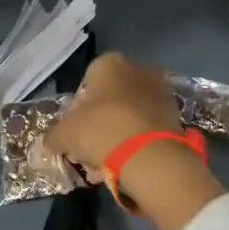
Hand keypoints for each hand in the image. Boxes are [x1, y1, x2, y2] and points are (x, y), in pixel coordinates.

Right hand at [44, 52, 181, 177]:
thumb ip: (54, 135)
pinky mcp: (176, 115)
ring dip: (116, 136)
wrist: (149, 155)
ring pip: (129, 115)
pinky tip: (125, 165)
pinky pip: (147, 128)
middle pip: (110, 99)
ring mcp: (161, 92)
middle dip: (98, 123)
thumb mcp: (65, 134)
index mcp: (109, 64)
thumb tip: (51, 141)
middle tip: (88, 149)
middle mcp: (138, 69)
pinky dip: (136, 143)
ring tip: (105, 164)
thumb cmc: (100, 130)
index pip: (86, 82)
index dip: (77, 109)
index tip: (74, 132)